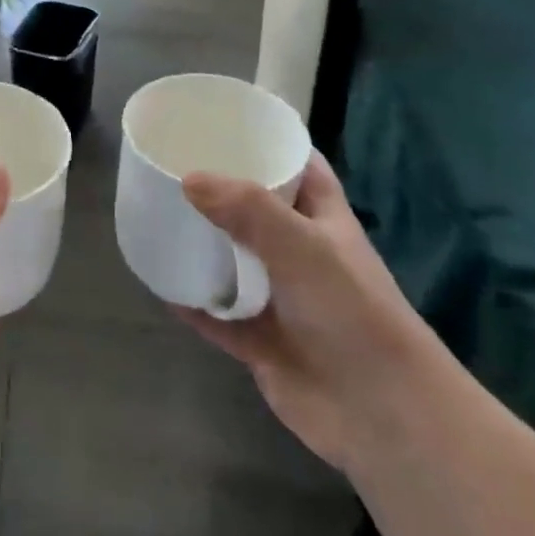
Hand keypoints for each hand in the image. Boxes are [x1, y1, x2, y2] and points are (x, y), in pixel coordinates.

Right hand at [175, 154, 429, 469]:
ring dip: (201, 245)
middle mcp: (300, 254)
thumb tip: (188, 179)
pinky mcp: (259, 340)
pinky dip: (191, 300)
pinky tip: (158, 282)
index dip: (268, 143)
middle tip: (171, 167)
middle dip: (219, 191)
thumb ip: (248, 210)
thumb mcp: (302, 247)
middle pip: (255, 211)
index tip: (224, 123)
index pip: (298, 167)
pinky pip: (215, 313)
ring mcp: (279, 298)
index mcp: (323, 220)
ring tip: (156, 216)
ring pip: (231, 262)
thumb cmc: (351, 312)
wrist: (378, 413)